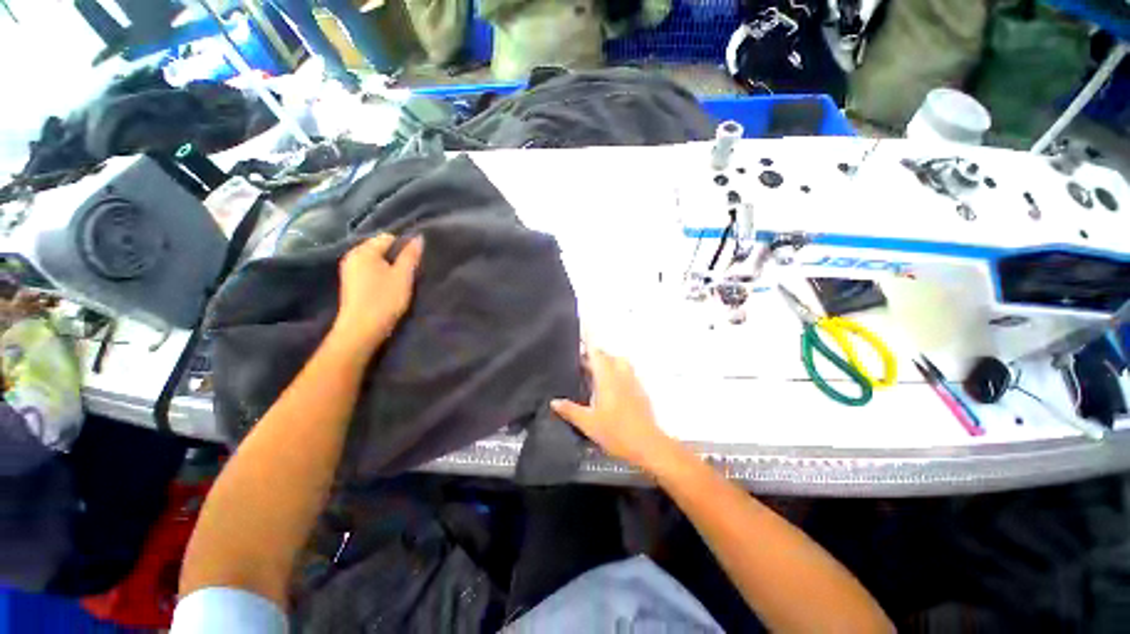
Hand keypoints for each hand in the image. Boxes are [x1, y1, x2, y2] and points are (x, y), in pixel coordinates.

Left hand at [331, 233, 422, 352]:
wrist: (361, 330)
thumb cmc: (384, 300)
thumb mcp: (403, 276)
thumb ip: (411, 255)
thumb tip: (418, 237)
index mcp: (364, 251)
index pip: (388, 238)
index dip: (404, 247)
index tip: (415, 263)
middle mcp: (352, 256)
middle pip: (380, 248)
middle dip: (396, 257)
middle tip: (409, 273)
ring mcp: (349, 270)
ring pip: (375, 260)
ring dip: (389, 267)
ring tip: (400, 282)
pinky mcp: (351, 283)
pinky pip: (369, 270)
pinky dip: (380, 275)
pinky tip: (388, 288)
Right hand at [551, 349, 675, 471]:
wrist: (648, 445)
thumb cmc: (616, 433)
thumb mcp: (588, 423)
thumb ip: (570, 410)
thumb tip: (554, 401)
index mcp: (607, 379)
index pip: (597, 355)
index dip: (587, 347)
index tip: (578, 343)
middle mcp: (621, 375)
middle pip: (609, 356)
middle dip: (596, 356)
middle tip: (582, 364)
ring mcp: (633, 382)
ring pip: (621, 363)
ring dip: (609, 363)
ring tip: (597, 374)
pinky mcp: (641, 391)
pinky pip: (628, 374)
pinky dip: (618, 373)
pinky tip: (611, 389)